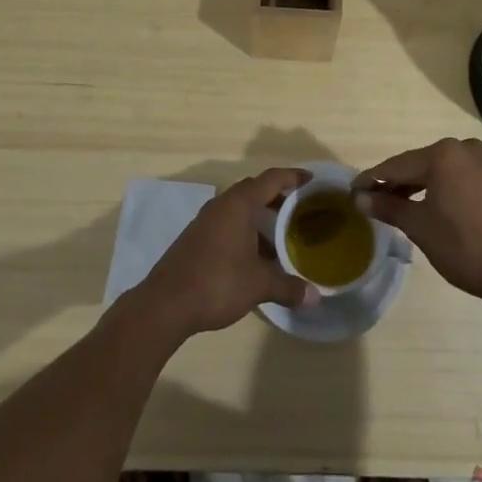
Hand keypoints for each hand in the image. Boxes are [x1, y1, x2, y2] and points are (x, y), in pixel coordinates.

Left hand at [132, 168, 317, 338]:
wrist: (165, 304)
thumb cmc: (217, 283)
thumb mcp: (258, 285)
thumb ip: (288, 287)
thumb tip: (315, 297)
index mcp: (239, 204)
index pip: (271, 179)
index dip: (292, 177)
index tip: (310, 180)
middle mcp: (221, 204)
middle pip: (254, 189)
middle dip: (277, 196)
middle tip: (298, 208)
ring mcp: (205, 220)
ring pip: (238, 207)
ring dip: (259, 215)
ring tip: (280, 234)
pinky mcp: (195, 237)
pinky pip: (226, 222)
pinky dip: (244, 229)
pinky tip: (253, 254)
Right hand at [354, 138, 481, 309]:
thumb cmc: (464, 246)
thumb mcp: (420, 227)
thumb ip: (389, 207)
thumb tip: (361, 199)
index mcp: (443, 154)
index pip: (397, 165)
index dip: (372, 179)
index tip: (352, 190)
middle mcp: (464, 148)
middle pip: (418, 164)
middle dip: (395, 183)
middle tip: (372, 200)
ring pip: (439, 170)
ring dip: (417, 186)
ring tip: (396, 206)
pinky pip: (457, 177)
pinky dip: (439, 189)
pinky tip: (428, 205)